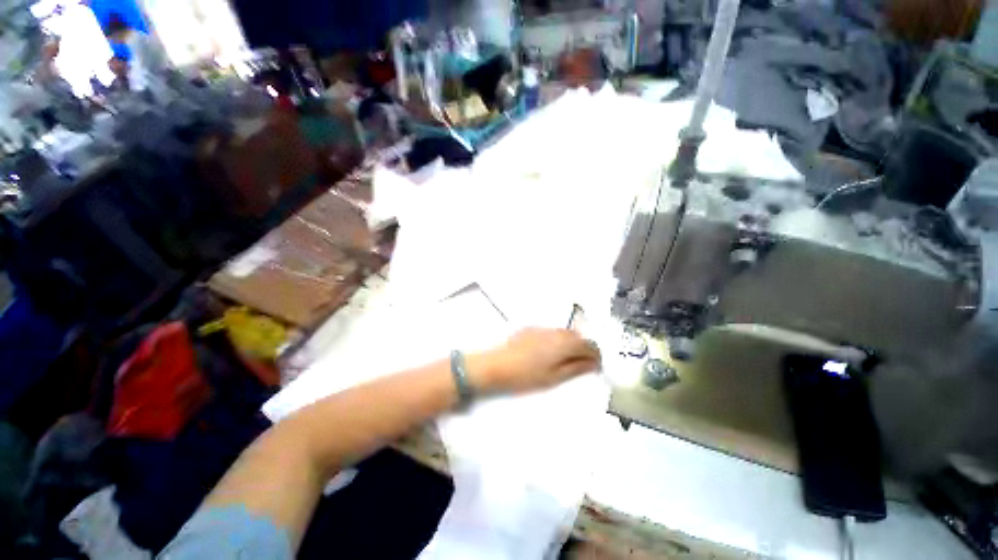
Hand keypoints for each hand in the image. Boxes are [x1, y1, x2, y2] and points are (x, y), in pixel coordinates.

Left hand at [469, 328, 600, 394]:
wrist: (497, 365)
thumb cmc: (527, 375)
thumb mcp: (555, 377)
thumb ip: (576, 368)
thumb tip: (594, 364)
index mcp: (565, 343)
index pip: (589, 345)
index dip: (596, 356)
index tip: (595, 368)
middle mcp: (556, 331)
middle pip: (577, 337)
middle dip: (583, 349)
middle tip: (582, 365)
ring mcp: (542, 328)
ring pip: (564, 333)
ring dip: (570, 344)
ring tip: (565, 360)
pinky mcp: (531, 329)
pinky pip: (551, 332)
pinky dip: (557, 341)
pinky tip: (548, 353)